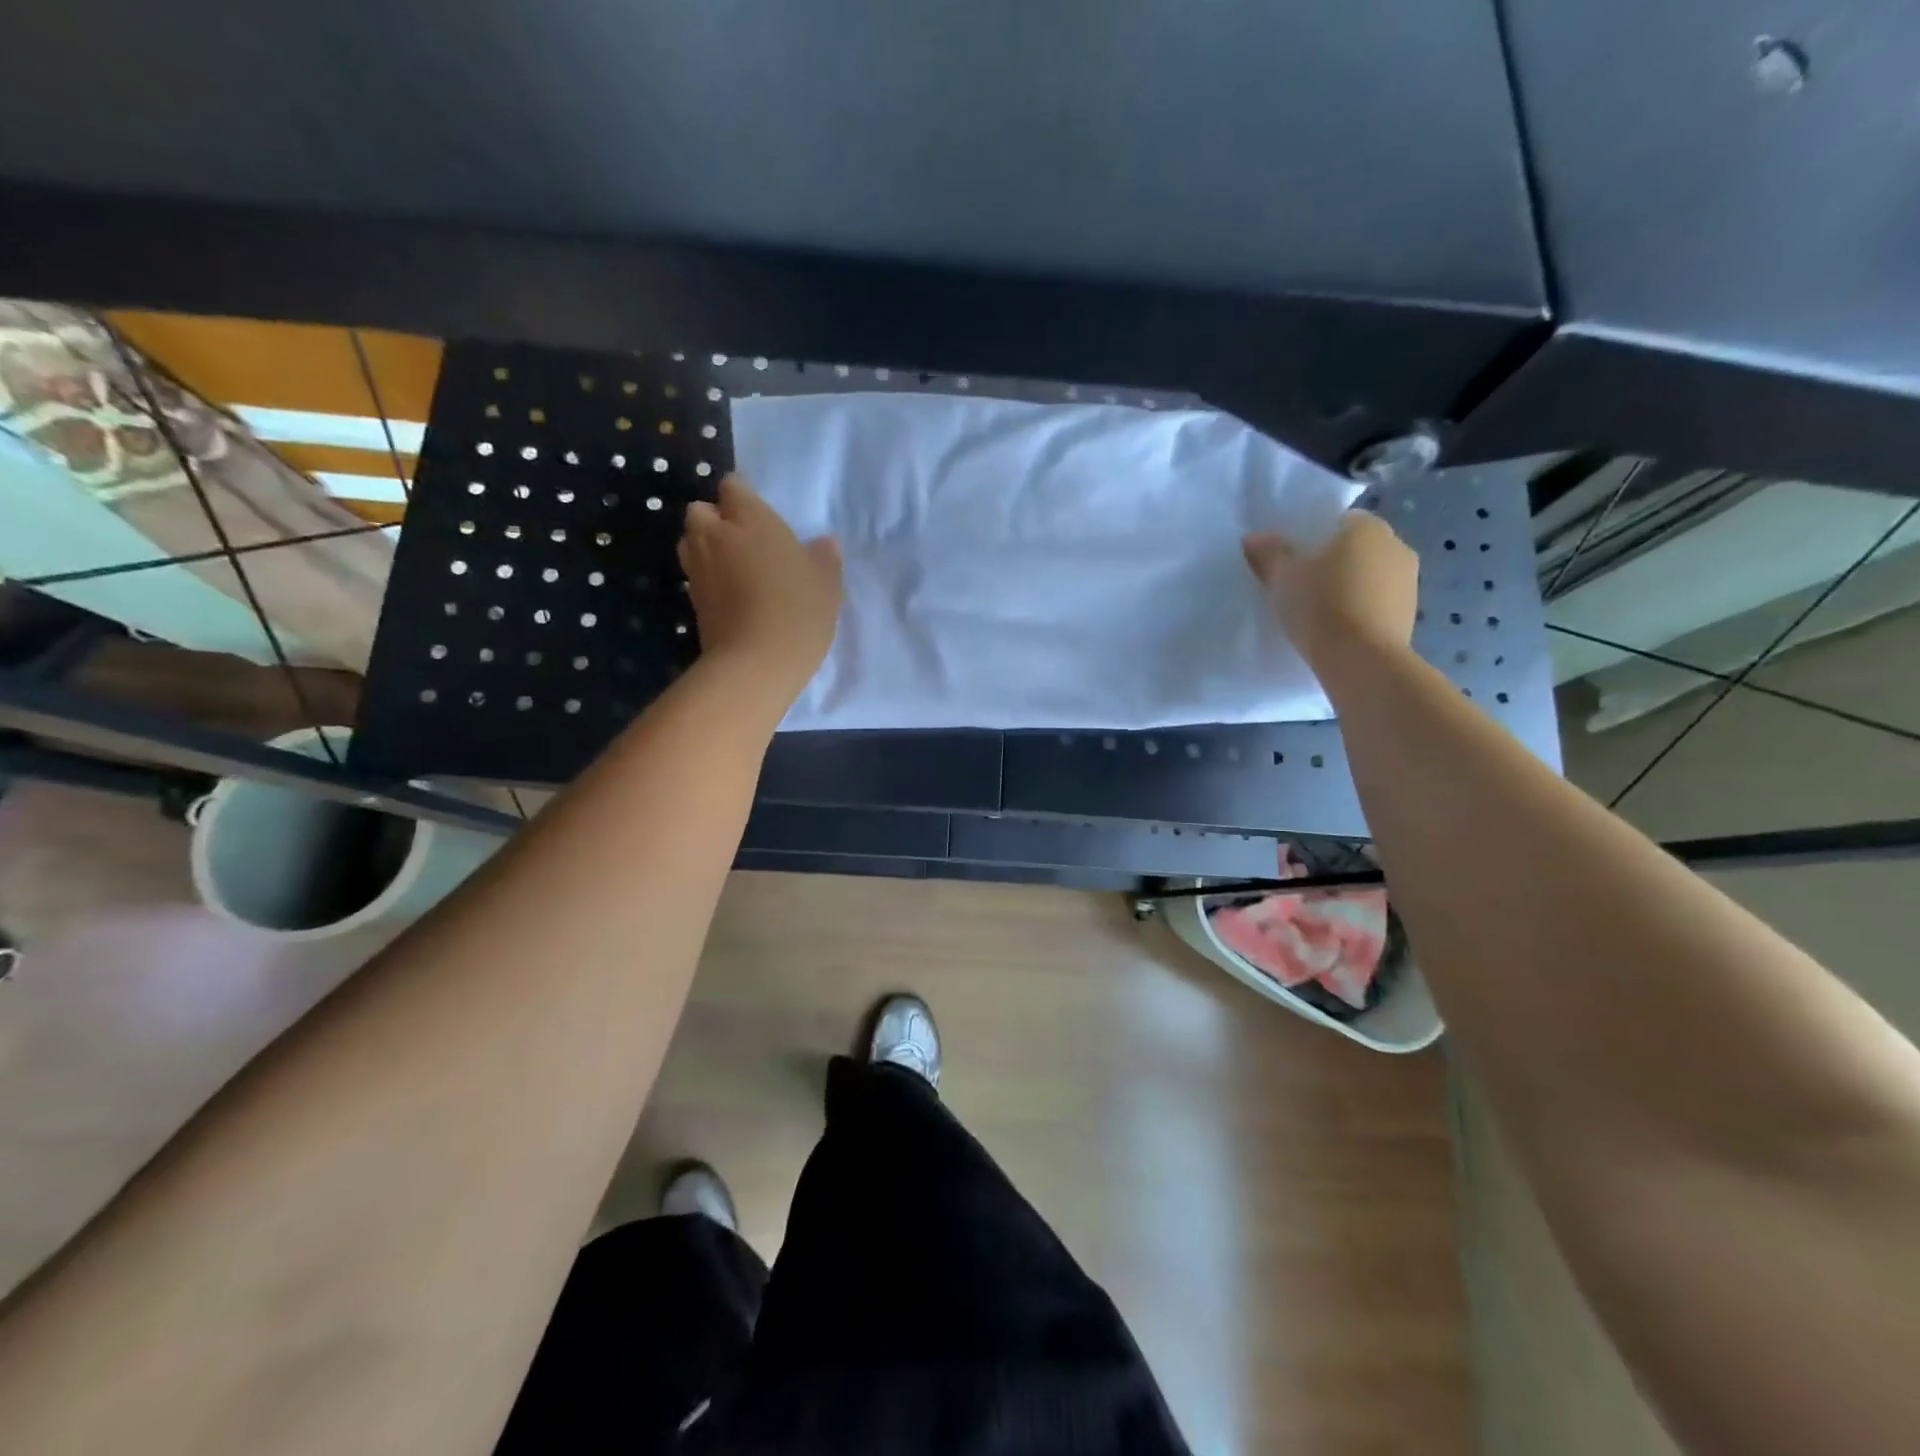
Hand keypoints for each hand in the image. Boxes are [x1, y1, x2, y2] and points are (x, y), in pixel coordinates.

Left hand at [679, 474, 841, 704]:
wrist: (755, 664)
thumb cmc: (797, 612)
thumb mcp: (826, 585)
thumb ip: (824, 558)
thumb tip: (826, 543)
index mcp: (750, 519)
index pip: (732, 487)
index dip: (743, 498)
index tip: (759, 516)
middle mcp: (716, 535)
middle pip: (700, 510)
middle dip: (715, 520)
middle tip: (744, 541)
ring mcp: (697, 568)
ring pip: (691, 542)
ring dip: (706, 548)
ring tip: (734, 568)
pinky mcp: (691, 600)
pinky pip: (695, 575)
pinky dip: (707, 579)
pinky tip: (731, 596)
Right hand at [1243, 512, 1417, 667]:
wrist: (1360, 659)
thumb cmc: (1320, 606)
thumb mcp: (1283, 578)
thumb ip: (1269, 553)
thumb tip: (1254, 537)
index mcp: (1367, 528)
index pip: (1339, 522)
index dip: (1315, 539)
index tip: (1295, 562)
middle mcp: (1396, 545)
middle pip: (1357, 549)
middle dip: (1334, 563)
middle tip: (1304, 587)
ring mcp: (1410, 581)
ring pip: (1370, 576)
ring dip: (1350, 587)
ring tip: (1321, 612)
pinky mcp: (1410, 614)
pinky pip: (1379, 603)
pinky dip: (1362, 610)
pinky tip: (1340, 629)